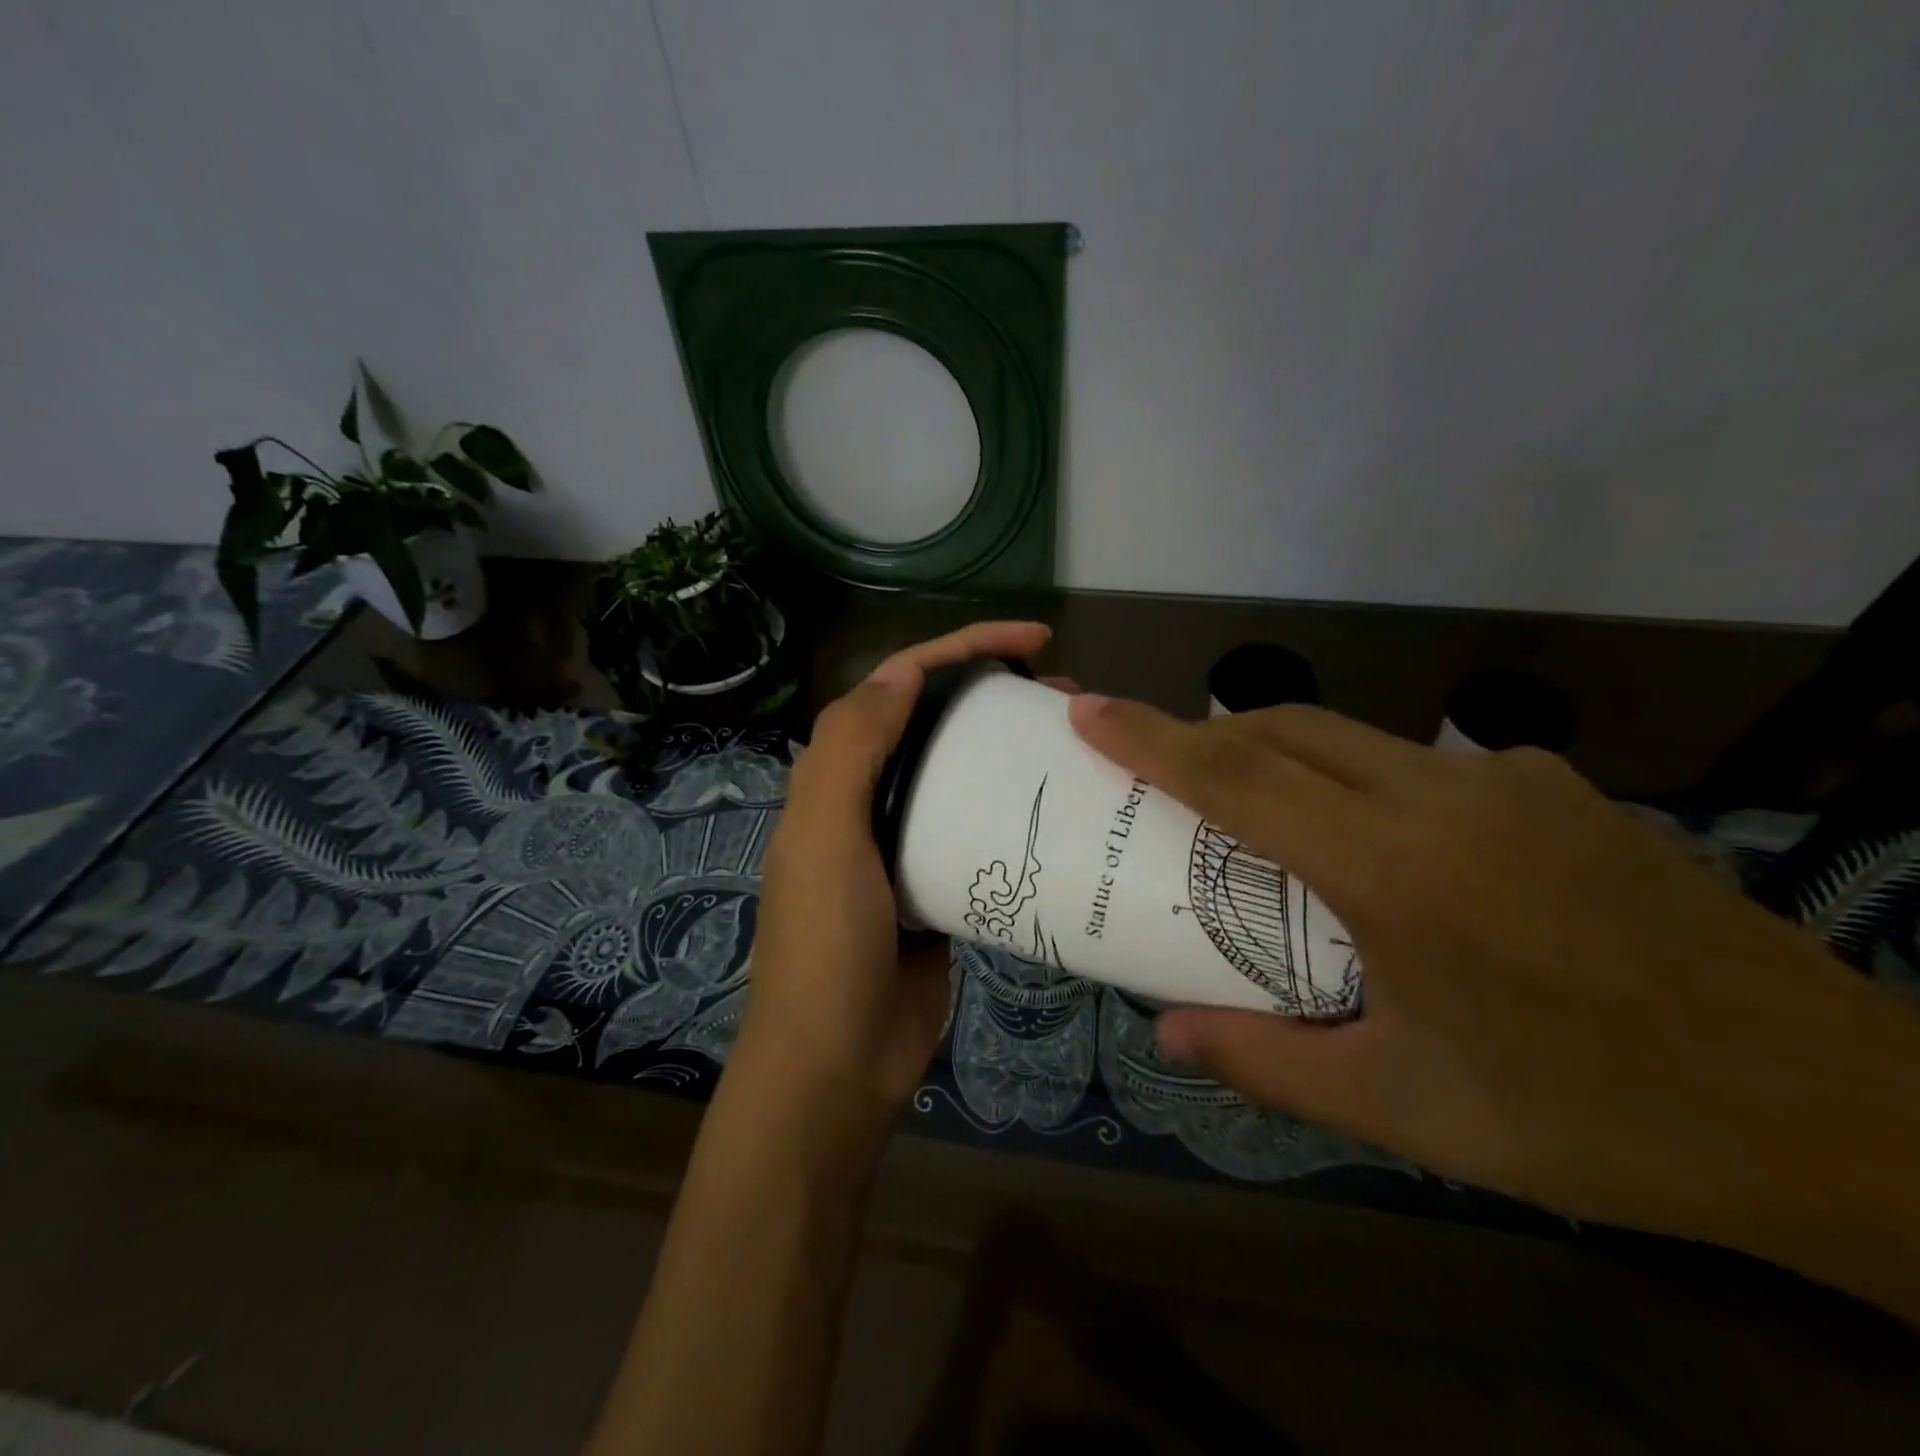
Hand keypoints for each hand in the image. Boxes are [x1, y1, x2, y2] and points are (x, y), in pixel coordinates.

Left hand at [737, 621, 1053, 1128]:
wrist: (839, 1062)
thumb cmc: (827, 945)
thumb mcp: (824, 838)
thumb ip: (849, 749)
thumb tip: (901, 672)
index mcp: (837, 777)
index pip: (899, 685)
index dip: (961, 648)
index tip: (1032, 641)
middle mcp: (870, 800)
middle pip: (937, 723)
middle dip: (995, 692)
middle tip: (1065, 694)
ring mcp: (909, 844)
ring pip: (963, 774)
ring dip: (1009, 750)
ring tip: (1074, 742)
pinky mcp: (943, 886)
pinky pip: (981, 832)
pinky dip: (1014, 811)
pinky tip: (1059, 808)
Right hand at [1070, 697, 1919, 1295]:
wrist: (1840, 1118)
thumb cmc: (1593, 1118)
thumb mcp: (1407, 1110)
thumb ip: (1269, 1064)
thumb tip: (1169, 1032)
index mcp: (1391, 870)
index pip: (1236, 778)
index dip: (1149, 738)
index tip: (1088, 710)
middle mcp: (1443, 798)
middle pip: (1284, 729)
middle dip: (1205, 734)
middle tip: (1157, 766)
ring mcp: (1510, 781)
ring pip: (1352, 737)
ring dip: (1282, 755)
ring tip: (1262, 816)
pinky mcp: (1560, 788)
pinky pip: (1425, 763)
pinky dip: (1366, 781)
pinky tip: (1391, 848)